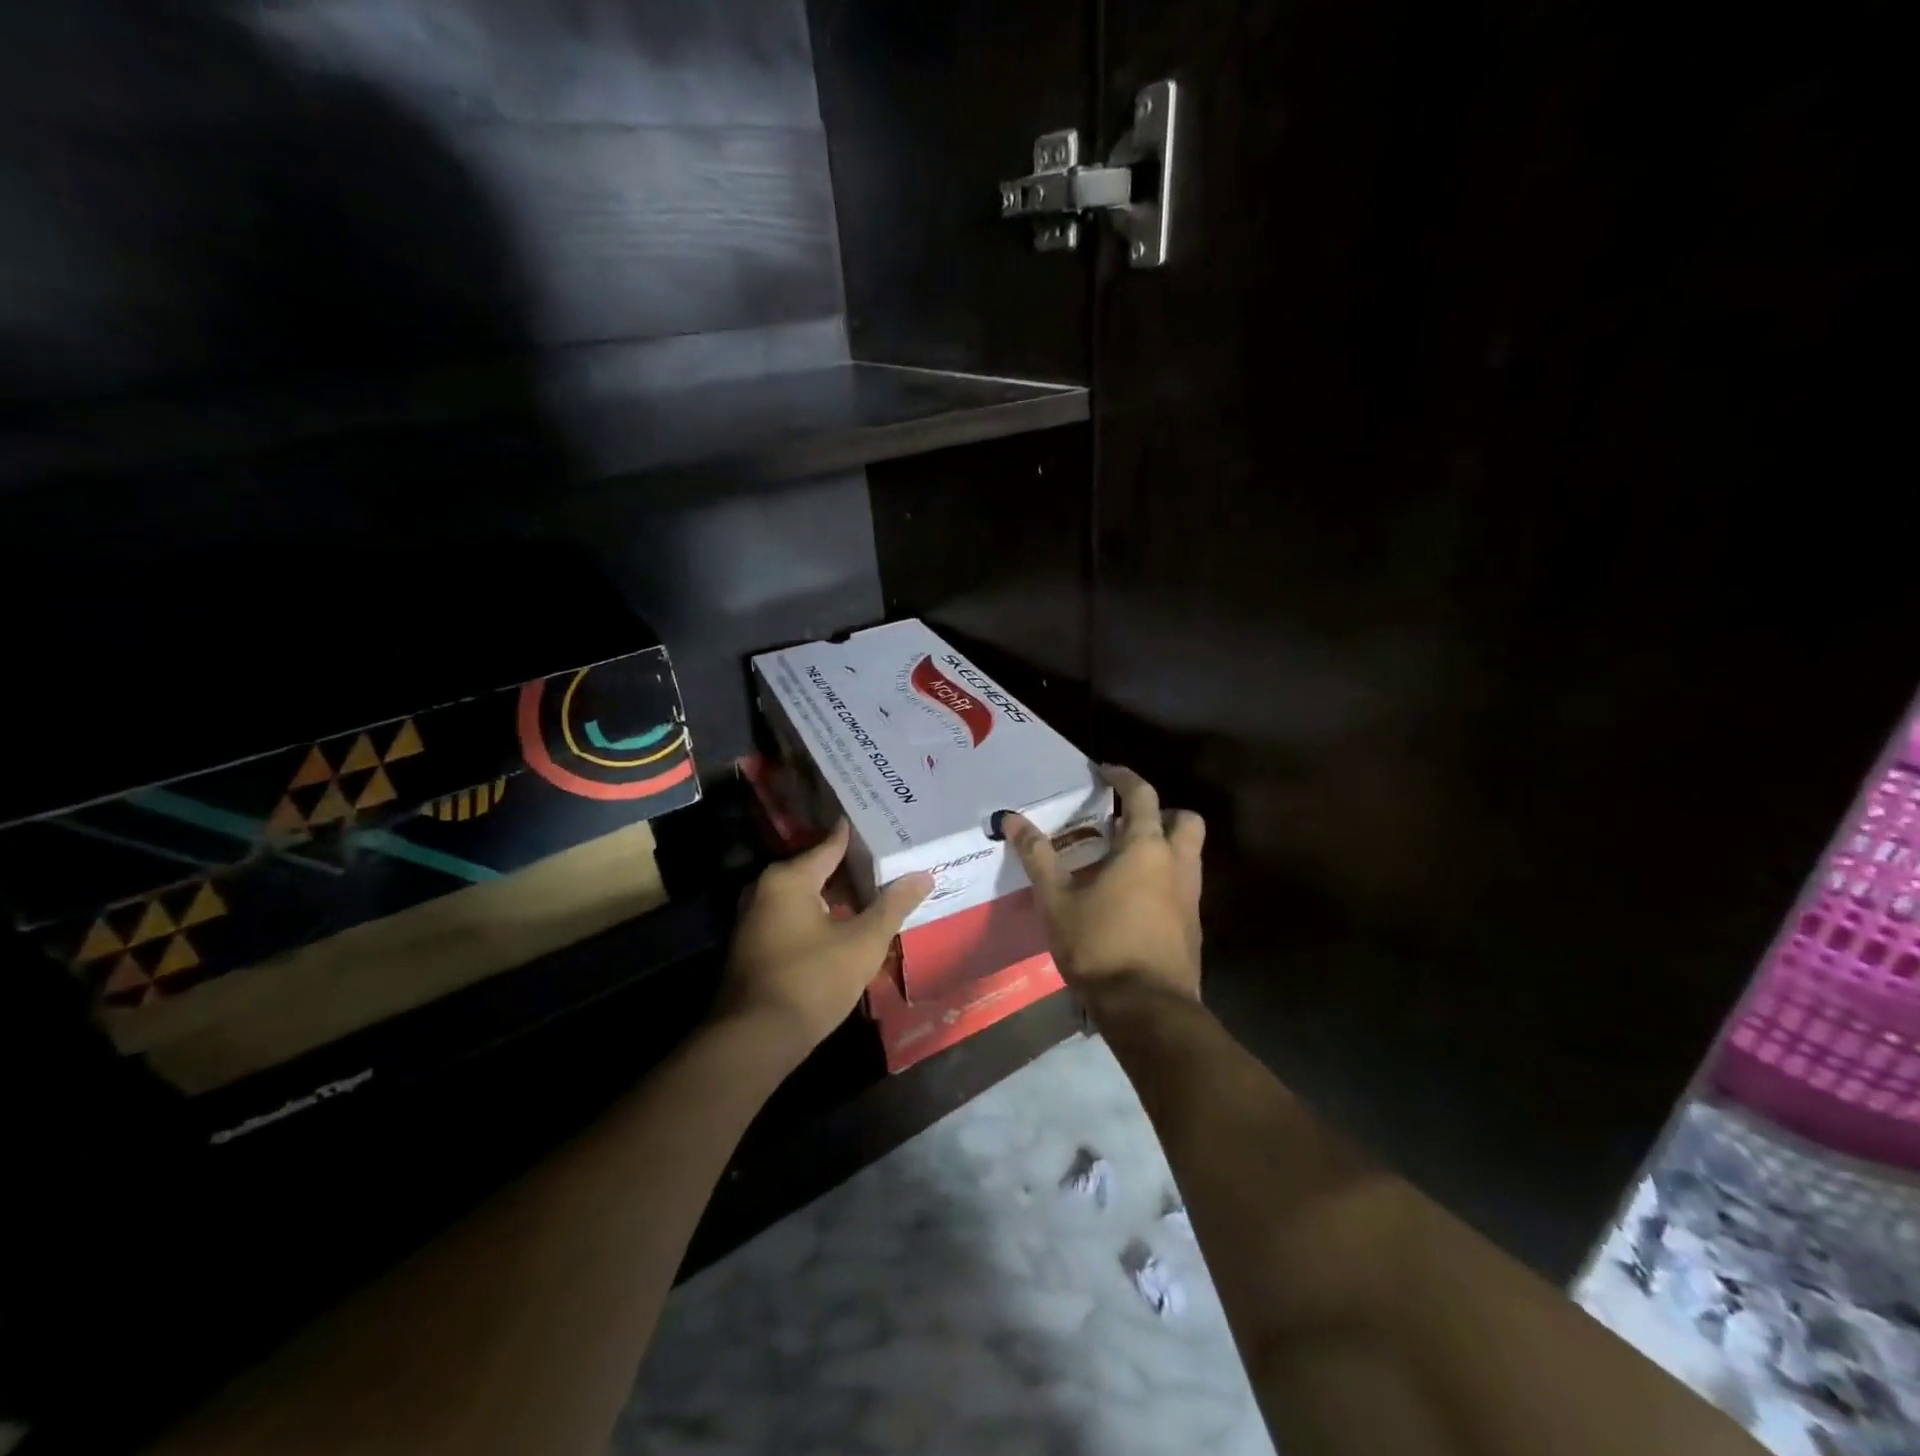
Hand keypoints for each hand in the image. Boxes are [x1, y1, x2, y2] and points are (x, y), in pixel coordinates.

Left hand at [715, 820, 932, 1064]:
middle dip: (856, 869)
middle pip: (820, 868)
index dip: (863, 836)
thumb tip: (923, 875)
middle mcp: (766, 888)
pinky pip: (796, 916)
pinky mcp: (756, 944)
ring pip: (808, 895)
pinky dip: (823, 915)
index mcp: (789, 878)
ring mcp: (756, 917)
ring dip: (840, 897)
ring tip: (879, 892)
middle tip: (893, 863)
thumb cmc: (811, 981)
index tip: (890, 825)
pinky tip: (850, 925)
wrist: (754, 1041)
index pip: (833, 843)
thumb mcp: (863, 943)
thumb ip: (893, 906)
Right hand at [1006, 766, 1204, 1008]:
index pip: (1142, 795)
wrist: (1147, 1009)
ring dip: (1164, 845)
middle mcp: (1177, 864)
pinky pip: (1183, 884)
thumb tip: (1011, 819)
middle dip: (1161, 812)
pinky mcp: (1193, 925)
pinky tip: (1132, 898)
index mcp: (1145, 849)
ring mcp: (1191, 896)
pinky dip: (1164, 877)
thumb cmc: (1099, 946)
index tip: (1104, 771)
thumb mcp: (1056, 900)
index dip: (1123, 777)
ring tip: (1122, 860)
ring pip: (1188, 853)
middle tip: (1125, 822)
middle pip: (1184, 820)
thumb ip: (1037, 856)